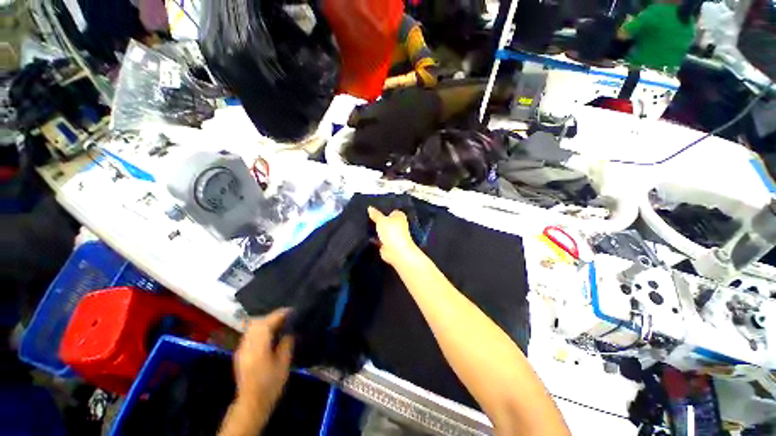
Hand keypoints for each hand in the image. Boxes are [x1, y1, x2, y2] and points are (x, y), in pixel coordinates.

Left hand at [233, 309, 293, 411]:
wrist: (252, 403)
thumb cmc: (270, 383)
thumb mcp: (284, 363)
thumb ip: (286, 344)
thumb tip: (288, 332)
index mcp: (258, 346)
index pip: (267, 323)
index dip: (280, 314)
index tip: (291, 311)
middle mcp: (247, 344)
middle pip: (257, 322)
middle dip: (271, 316)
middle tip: (286, 317)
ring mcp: (241, 349)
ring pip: (252, 327)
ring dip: (265, 322)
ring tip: (278, 323)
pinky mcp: (240, 353)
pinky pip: (250, 334)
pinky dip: (259, 329)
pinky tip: (269, 334)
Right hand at [367, 207, 418, 265]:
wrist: (396, 251)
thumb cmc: (392, 232)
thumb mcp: (381, 220)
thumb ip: (375, 214)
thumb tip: (370, 208)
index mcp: (399, 216)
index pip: (390, 211)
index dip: (382, 210)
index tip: (372, 209)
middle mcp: (397, 225)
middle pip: (385, 221)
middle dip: (378, 220)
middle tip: (366, 216)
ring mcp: (392, 235)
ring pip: (382, 230)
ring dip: (376, 230)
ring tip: (363, 225)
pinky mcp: (388, 244)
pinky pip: (379, 239)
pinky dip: (374, 239)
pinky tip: (365, 236)